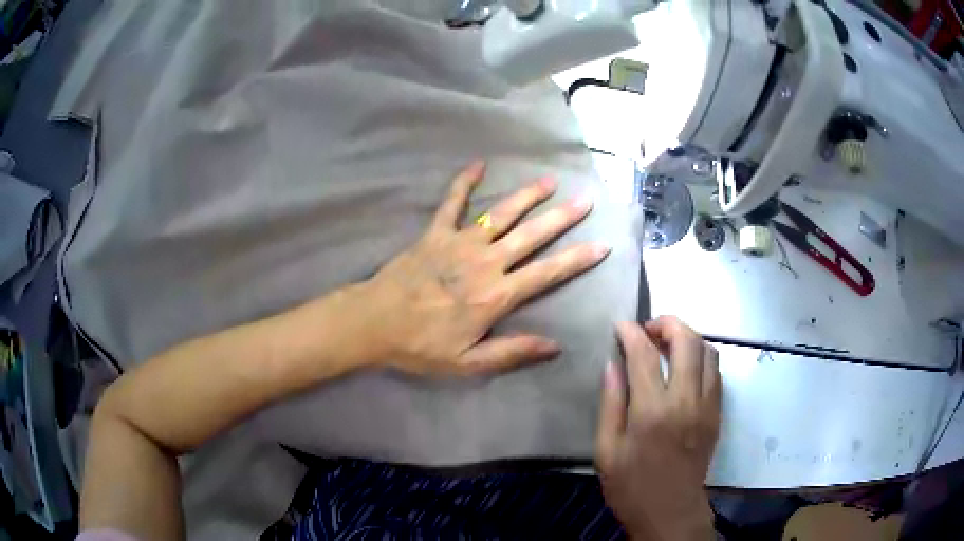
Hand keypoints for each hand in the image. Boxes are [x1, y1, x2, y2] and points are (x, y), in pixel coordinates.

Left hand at [354, 160, 609, 375]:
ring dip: (527, 196)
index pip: (547, 273)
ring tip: (550, 181)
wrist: (374, 322)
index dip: (578, 259)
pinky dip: (464, 182)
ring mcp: (458, 242)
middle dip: (562, 217)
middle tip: (586, 200)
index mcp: (496, 295)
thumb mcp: (468, 363)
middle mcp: (485, 262)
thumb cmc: (421, 346)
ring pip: (501, 214)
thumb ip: (512, 352)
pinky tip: (479, 164)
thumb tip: (556, 346)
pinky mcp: (434, 233)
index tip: (602, 245)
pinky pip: (452, 202)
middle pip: (531, 235)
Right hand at [595, 317, 721, 540]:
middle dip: (667, 323)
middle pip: (687, 340)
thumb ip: (611, 403)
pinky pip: (716, 372)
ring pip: (709, 351)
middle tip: (648, 329)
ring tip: (667, 345)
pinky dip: (701, 358)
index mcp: (652, 411)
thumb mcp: (606, 450)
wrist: (670, 512)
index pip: (644, 354)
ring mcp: (708, 405)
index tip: (621, 325)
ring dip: (688, 338)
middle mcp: (686, 400)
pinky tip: (685, 368)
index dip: (631, 332)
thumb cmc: (631, 486)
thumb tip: (613, 364)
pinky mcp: (718, 413)